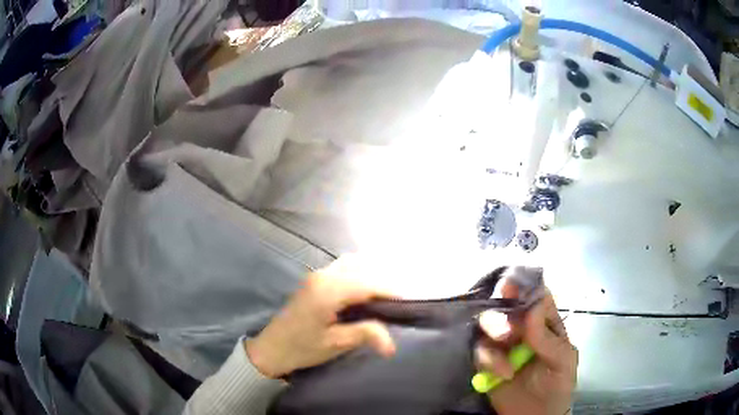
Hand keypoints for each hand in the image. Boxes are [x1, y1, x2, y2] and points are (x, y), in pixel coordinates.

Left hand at [245, 258, 396, 378]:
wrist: (271, 348)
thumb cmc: (301, 348)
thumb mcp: (334, 344)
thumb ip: (364, 334)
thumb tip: (393, 343)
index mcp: (328, 291)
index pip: (368, 283)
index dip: (390, 291)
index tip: (409, 302)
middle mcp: (323, 276)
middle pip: (362, 267)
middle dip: (383, 280)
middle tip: (399, 300)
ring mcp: (317, 275)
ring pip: (352, 263)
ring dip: (371, 273)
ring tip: (385, 295)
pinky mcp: (314, 280)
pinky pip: (343, 267)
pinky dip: (359, 272)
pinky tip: (365, 289)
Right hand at [475, 284, 577, 414]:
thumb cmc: (558, 385)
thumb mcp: (562, 360)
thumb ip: (547, 336)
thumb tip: (534, 304)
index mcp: (544, 322)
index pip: (534, 295)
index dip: (523, 286)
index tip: (510, 285)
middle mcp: (522, 328)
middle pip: (505, 307)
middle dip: (502, 314)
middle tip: (506, 332)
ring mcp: (503, 345)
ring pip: (487, 325)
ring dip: (493, 333)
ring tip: (504, 352)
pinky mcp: (487, 363)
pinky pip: (479, 351)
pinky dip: (488, 360)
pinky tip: (502, 374)